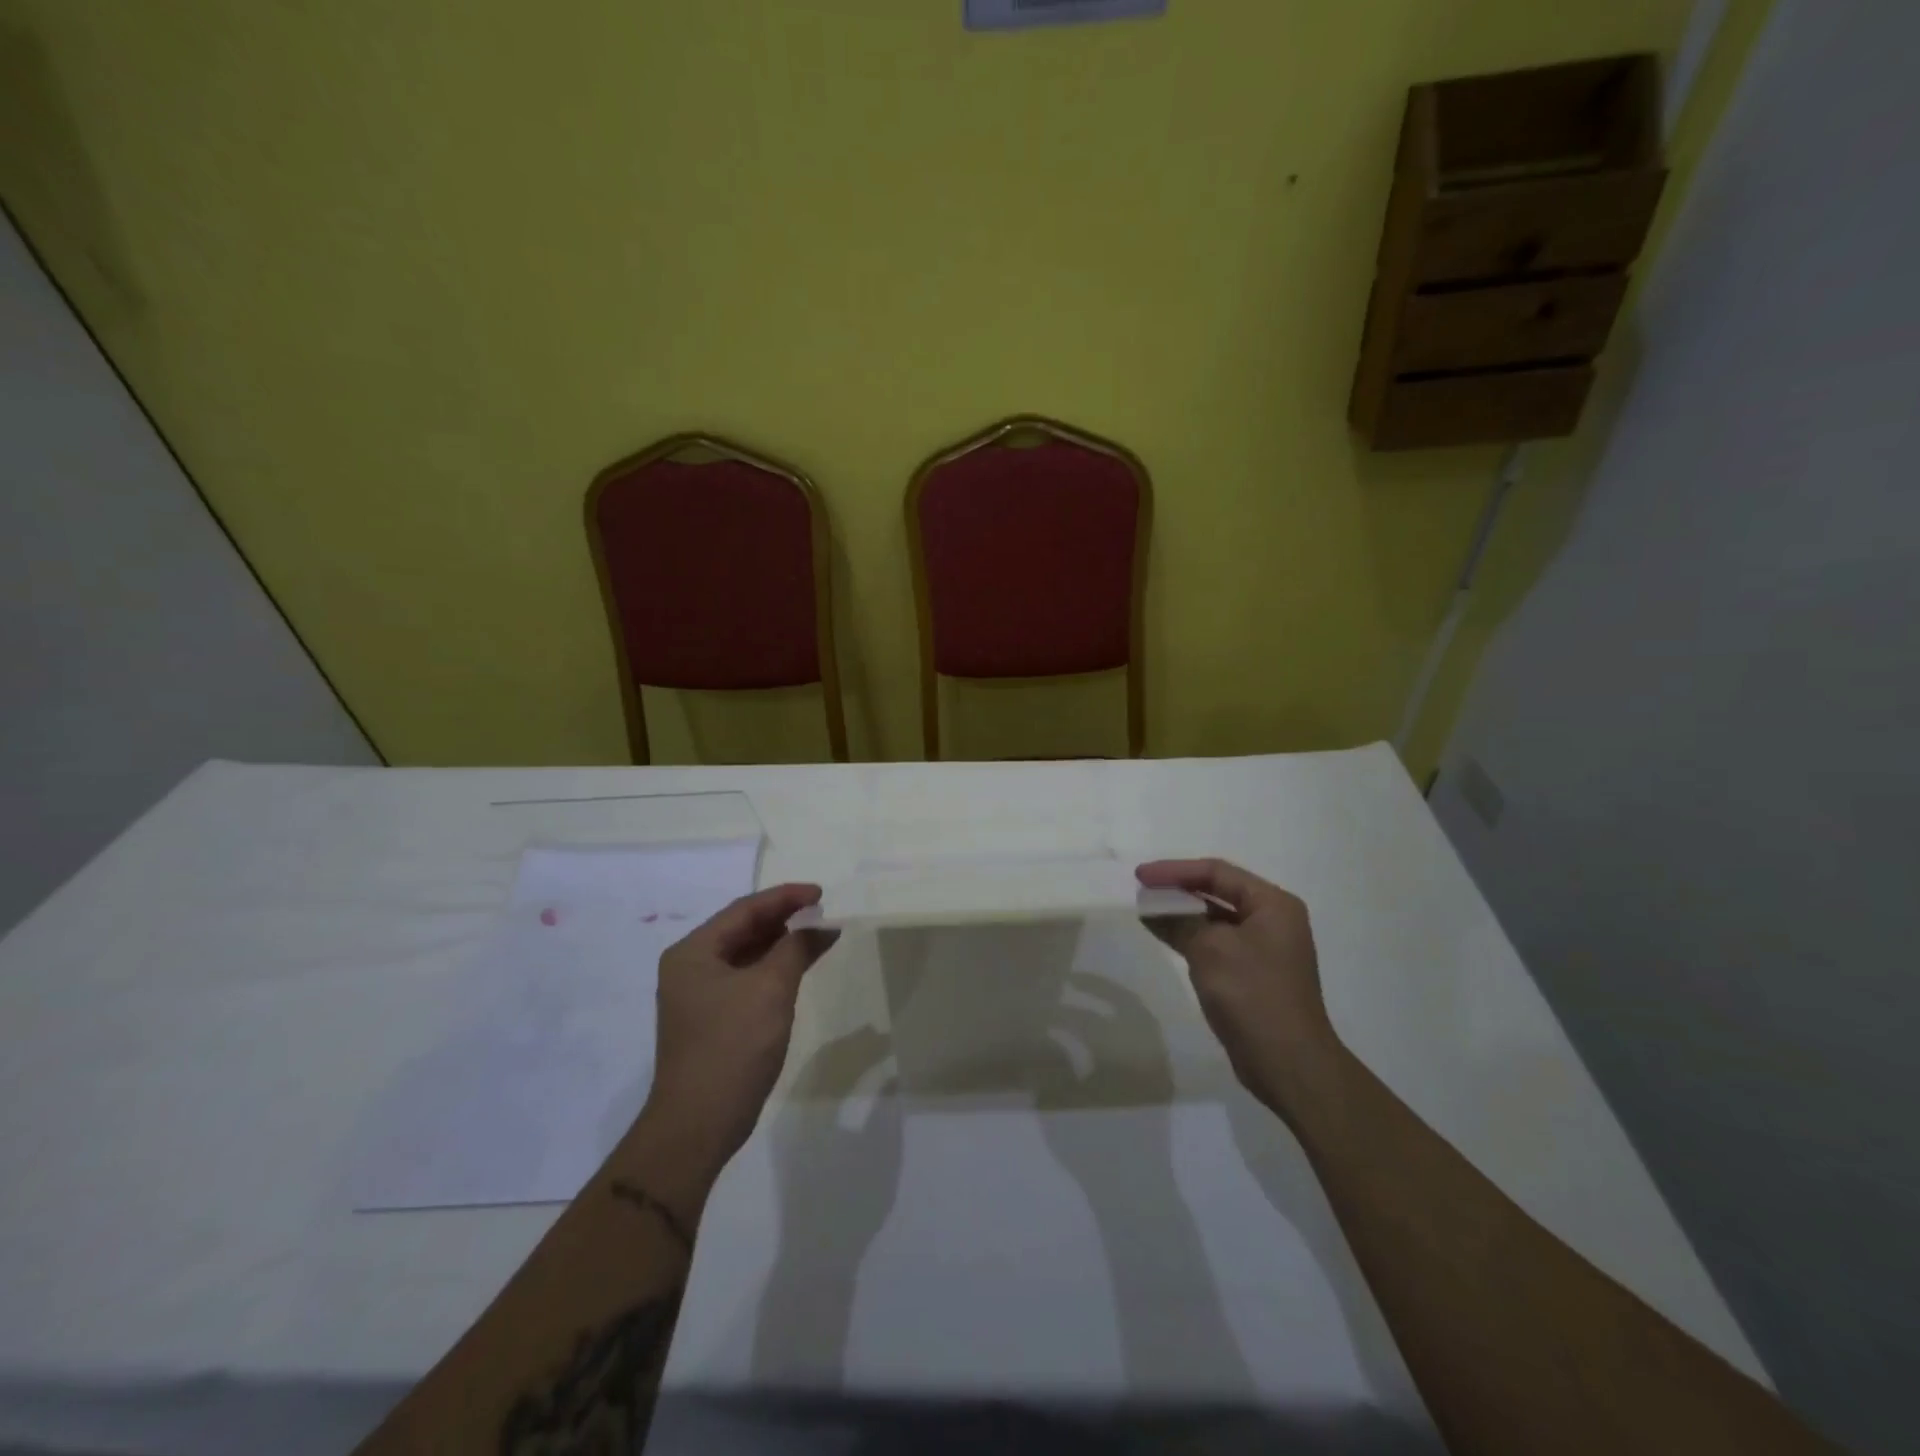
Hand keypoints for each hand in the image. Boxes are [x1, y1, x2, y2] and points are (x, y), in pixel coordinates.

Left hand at [623, 884, 838, 1210]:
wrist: (698, 1125)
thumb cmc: (732, 1047)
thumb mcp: (770, 989)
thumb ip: (795, 948)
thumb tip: (820, 925)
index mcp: (693, 952)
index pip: (744, 910)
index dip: (785, 897)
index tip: (821, 893)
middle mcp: (691, 967)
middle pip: (743, 929)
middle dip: (784, 918)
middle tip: (822, 912)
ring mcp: (699, 995)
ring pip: (746, 954)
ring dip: (781, 943)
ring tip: (818, 933)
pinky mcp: (713, 1019)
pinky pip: (747, 979)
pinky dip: (774, 968)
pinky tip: (799, 966)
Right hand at [1136, 858, 1339, 1115]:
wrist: (1288, 1064)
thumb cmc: (1253, 995)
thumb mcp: (1210, 949)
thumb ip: (1178, 921)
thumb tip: (1150, 907)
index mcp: (1272, 904)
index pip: (1217, 872)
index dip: (1175, 870)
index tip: (1140, 876)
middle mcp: (1272, 919)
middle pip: (1218, 891)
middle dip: (1178, 889)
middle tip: (1141, 889)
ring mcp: (1264, 948)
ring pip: (1215, 918)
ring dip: (1182, 913)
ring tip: (1146, 909)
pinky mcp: (1253, 973)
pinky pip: (1217, 942)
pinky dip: (1191, 935)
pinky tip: (1165, 934)